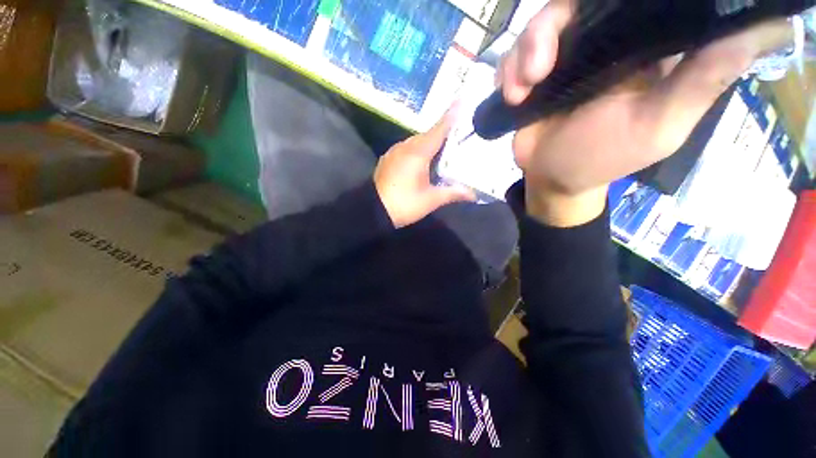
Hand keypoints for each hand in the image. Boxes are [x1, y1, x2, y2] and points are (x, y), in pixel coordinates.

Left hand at [374, 107, 475, 228]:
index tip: (461, 100)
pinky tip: (422, 162)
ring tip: (442, 152)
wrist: (373, 211)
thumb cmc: (404, 204)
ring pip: (416, 142)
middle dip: (442, 134)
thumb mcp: (430, 200)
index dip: (451, 116)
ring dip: (429, 144)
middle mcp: (405, 146)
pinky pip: (407, 149)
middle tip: (457, 137)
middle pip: (428, 135)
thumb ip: (452, 193)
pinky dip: (417, 151)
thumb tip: (473, 194)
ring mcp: (394, 152)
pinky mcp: (388, 159)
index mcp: (418, 152)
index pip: (438, 130)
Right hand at [501, 0, 792, 225]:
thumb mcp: (660, 126)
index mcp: (641, 44)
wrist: (552, 179)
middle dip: (547, 27)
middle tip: (538, 69)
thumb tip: (772, 25)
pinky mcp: (532, 75)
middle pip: (573, 3)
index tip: (600, 5)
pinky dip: (507, 73)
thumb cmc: (603, 158)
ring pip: (537, 26)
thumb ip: (704, 79)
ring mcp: (563, 57)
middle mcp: (602, 40)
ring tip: (521, 92)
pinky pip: (513, 55)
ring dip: (522, 56)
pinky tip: (512, 97)